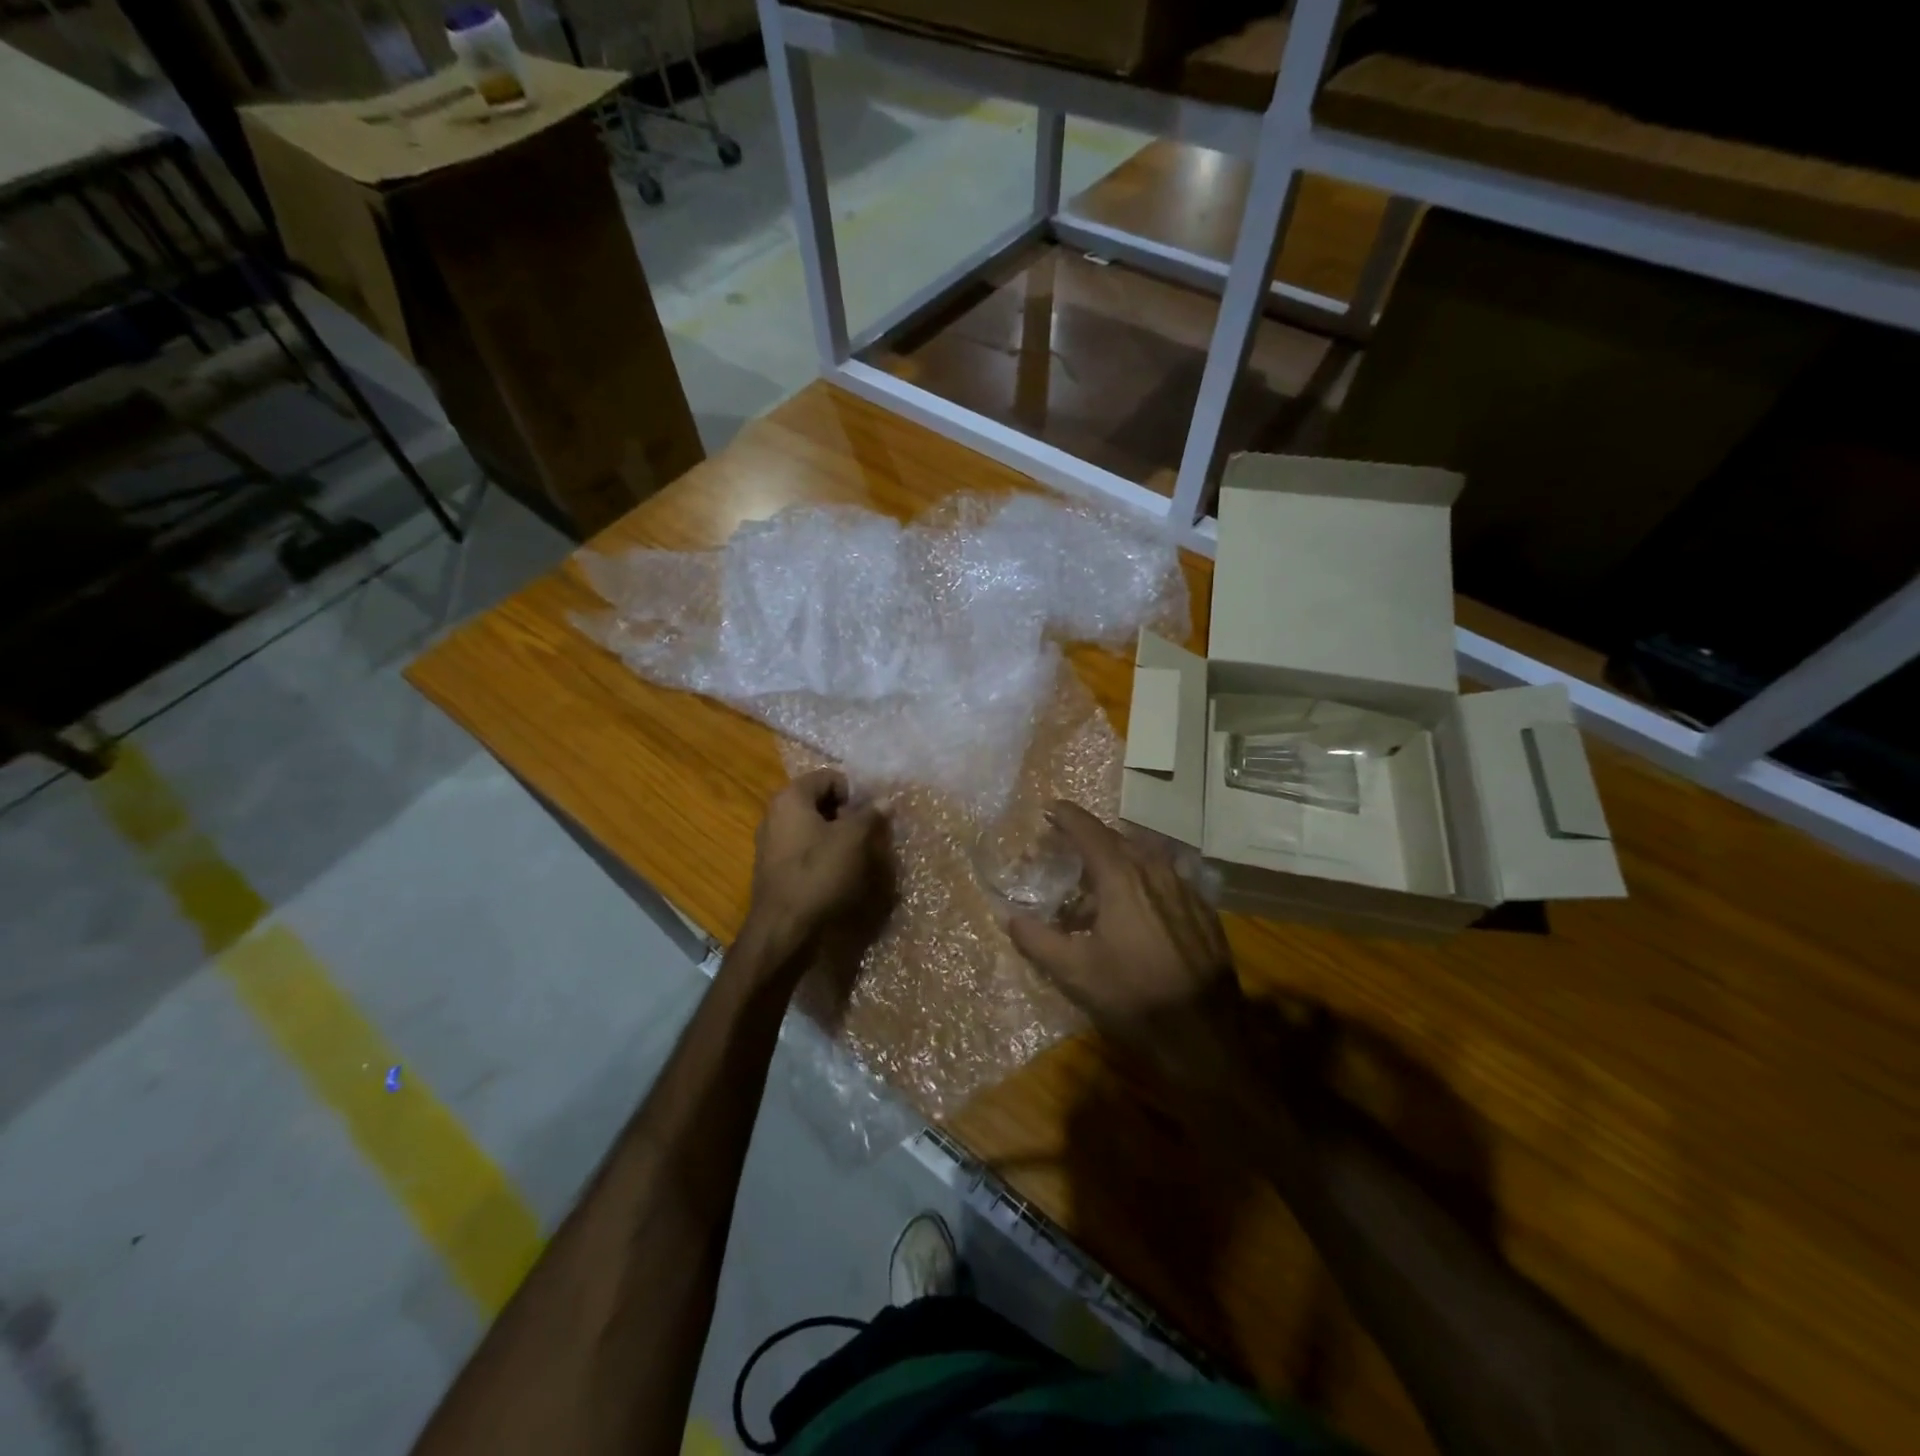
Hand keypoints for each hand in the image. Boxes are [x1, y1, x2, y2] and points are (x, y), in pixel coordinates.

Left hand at [747, 769, 889, 967]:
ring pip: (812, 828)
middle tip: (866, 835)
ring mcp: (771, 843)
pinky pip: (804, 850)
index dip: (853, 792)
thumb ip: (870, 815)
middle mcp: (775, 814)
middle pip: (819, 802)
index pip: (828, 777)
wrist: (783, 929)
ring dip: (836, 837)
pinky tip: (836, 875)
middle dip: (846, 815)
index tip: (868, 816)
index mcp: (790, 798)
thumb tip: (884, 800)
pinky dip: (822, 856)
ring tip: (856, 857)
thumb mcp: (854, 840)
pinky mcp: (773, 869)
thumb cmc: (818, 874)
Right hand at [1008, 803, 1246, 1090]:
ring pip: (1145, 859)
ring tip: (1096, 885)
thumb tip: (1010, 917)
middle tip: (1065, 851)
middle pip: (1117, 840)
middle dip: (1089, 840)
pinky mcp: (1204, 911)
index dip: (1066, 816)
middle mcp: (1156, 871)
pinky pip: (1166, 880)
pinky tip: (1136, 911)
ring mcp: (1185, 889)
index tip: (1050, 808)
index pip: (1088, 831)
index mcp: (1122, 876)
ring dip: (1117, 862)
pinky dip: (1143, 882)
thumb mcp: (1074, 972)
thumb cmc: (1133, 997)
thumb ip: (1037, 939)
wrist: (1205, 1035)